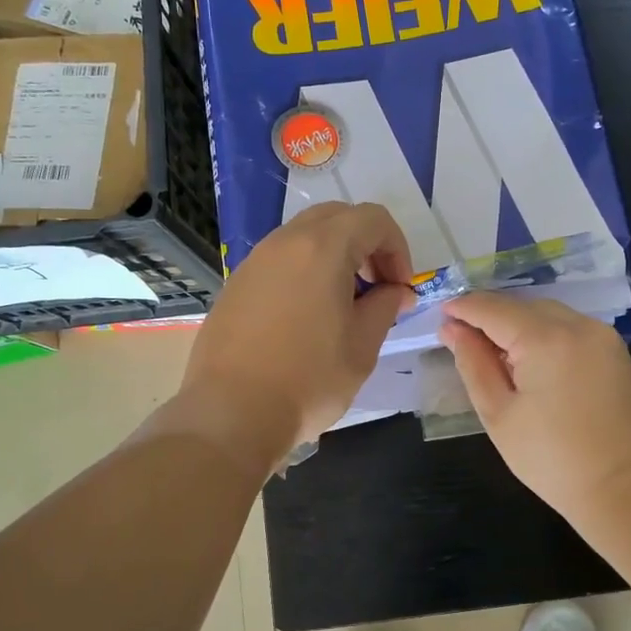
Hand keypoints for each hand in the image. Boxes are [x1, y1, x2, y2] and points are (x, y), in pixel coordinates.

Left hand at [178, 202, 413, 467]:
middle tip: (375, 288)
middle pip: (337, 218)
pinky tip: (305, 318)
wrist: (231, 413)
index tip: (399, 289)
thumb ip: (385, 306)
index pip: (374, 219)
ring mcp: (254, 261)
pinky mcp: (235, 284)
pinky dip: (304, 272)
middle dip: (366, 245)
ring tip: (342, 304)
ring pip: (304, 237)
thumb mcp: (362, 346)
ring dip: (334, 257)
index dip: (397, 248)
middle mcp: (285, 242)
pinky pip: (279, 261)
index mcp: (323, 248)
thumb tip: (395, 291)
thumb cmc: (308, 380)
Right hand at [440, 292, 630, 525]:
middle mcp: (577, 325)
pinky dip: (543, 333)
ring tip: (495, 353)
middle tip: (462, 339)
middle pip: (521, 305)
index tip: (440, 315)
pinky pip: (569, 327)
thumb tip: (453, 329)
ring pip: (547, 313)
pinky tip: (531, 361)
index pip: (493, 308)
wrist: (627, 488)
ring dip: (517, 323)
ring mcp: (602, 335)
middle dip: (489, 315)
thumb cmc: (552, 460)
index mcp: (546, 339)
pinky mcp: (615, 350)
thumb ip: (473, 364)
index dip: (463, 308)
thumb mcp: (499, 414)